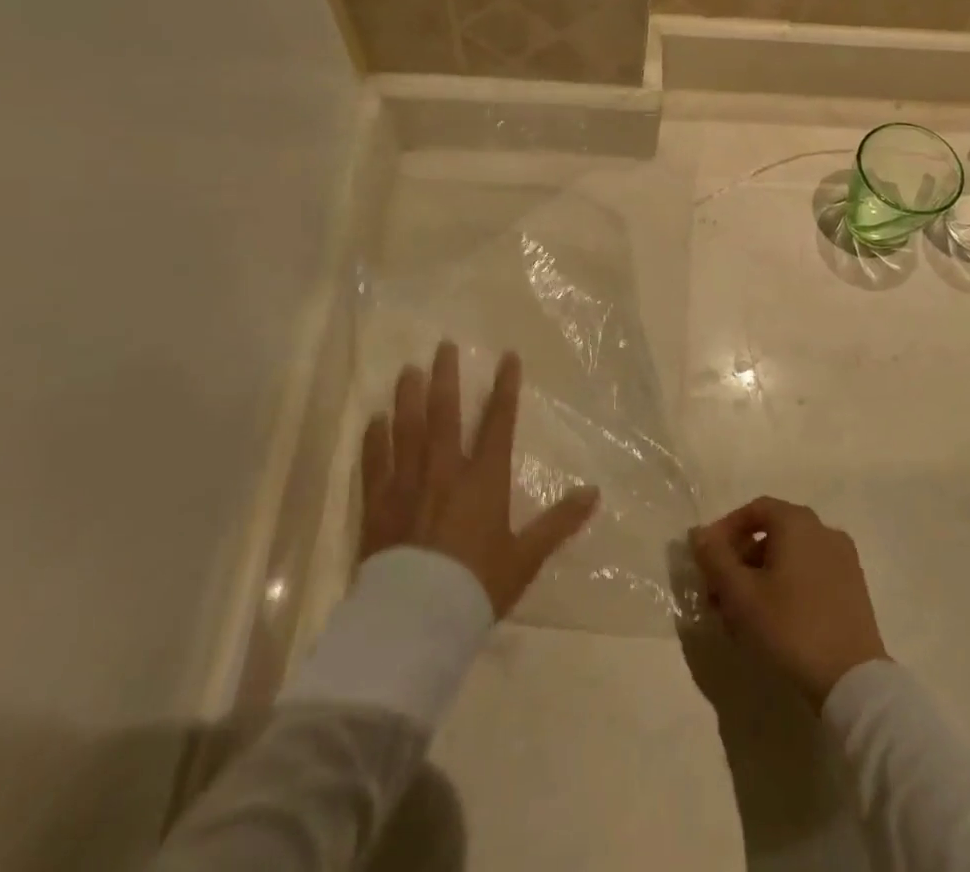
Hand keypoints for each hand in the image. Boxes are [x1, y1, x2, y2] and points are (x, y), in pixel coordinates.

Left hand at [359, 342, 600, 618]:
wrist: (415, 623)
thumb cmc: (476, 587)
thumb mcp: (525, 557)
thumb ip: (559, 522)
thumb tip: (595, 493)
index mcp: (483, 479)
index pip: (498, 422)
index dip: (505, 387)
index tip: (508, 356)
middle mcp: (444, 470)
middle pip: (445, 413)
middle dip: (446, 376)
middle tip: (443, 345)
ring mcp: (407, 484)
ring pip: (407, 429)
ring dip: (409, 396)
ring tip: (409, 370)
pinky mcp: (378, 504)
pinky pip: (375, 463)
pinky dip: (374, 439)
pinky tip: (374, 419)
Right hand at [689, 497, 889, 708]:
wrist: (852, 681)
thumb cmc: (790, 626)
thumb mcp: (740, 594)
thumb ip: (715, 558)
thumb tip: (699, 533)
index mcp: (798, 522)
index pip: (754, 510)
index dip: (725, 530)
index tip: (707, 559)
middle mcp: (823, 530)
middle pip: (772, 534)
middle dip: (740, 560)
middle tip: (718, 593)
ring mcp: (843, 560)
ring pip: (790, 558)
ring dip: (760, 577)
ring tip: (740, 615)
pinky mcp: (853, 589)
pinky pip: (810, 575)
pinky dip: (786, 587)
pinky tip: (771, 622)